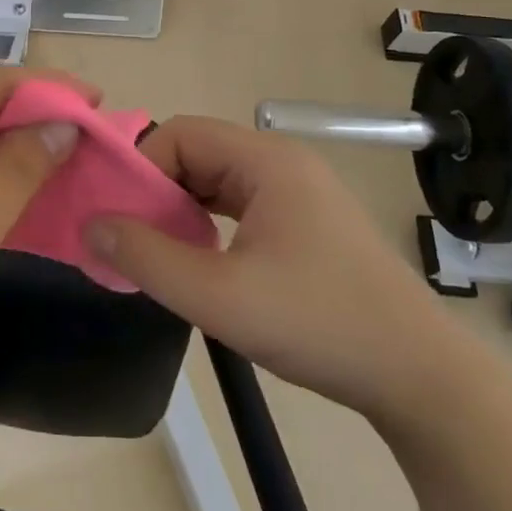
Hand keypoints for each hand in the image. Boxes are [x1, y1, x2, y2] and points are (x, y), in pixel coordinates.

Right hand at [85, 117, 461, 421]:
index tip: (118, 217)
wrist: (420, 376)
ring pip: (218, 179)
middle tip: (131, 238)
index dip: (141, 168)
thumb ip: (148, 258)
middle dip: (158, 190)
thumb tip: (91, 225)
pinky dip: (211, 222)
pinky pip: (242, 203)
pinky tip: (202, 259)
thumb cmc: (318, 323)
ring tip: (159, 251)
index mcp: (265, 159)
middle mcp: (281, 160)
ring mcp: (299, 189)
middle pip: (198, 152)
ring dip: (183, 208)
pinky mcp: (308, 219)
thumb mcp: (219, 297)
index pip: (181, 134)